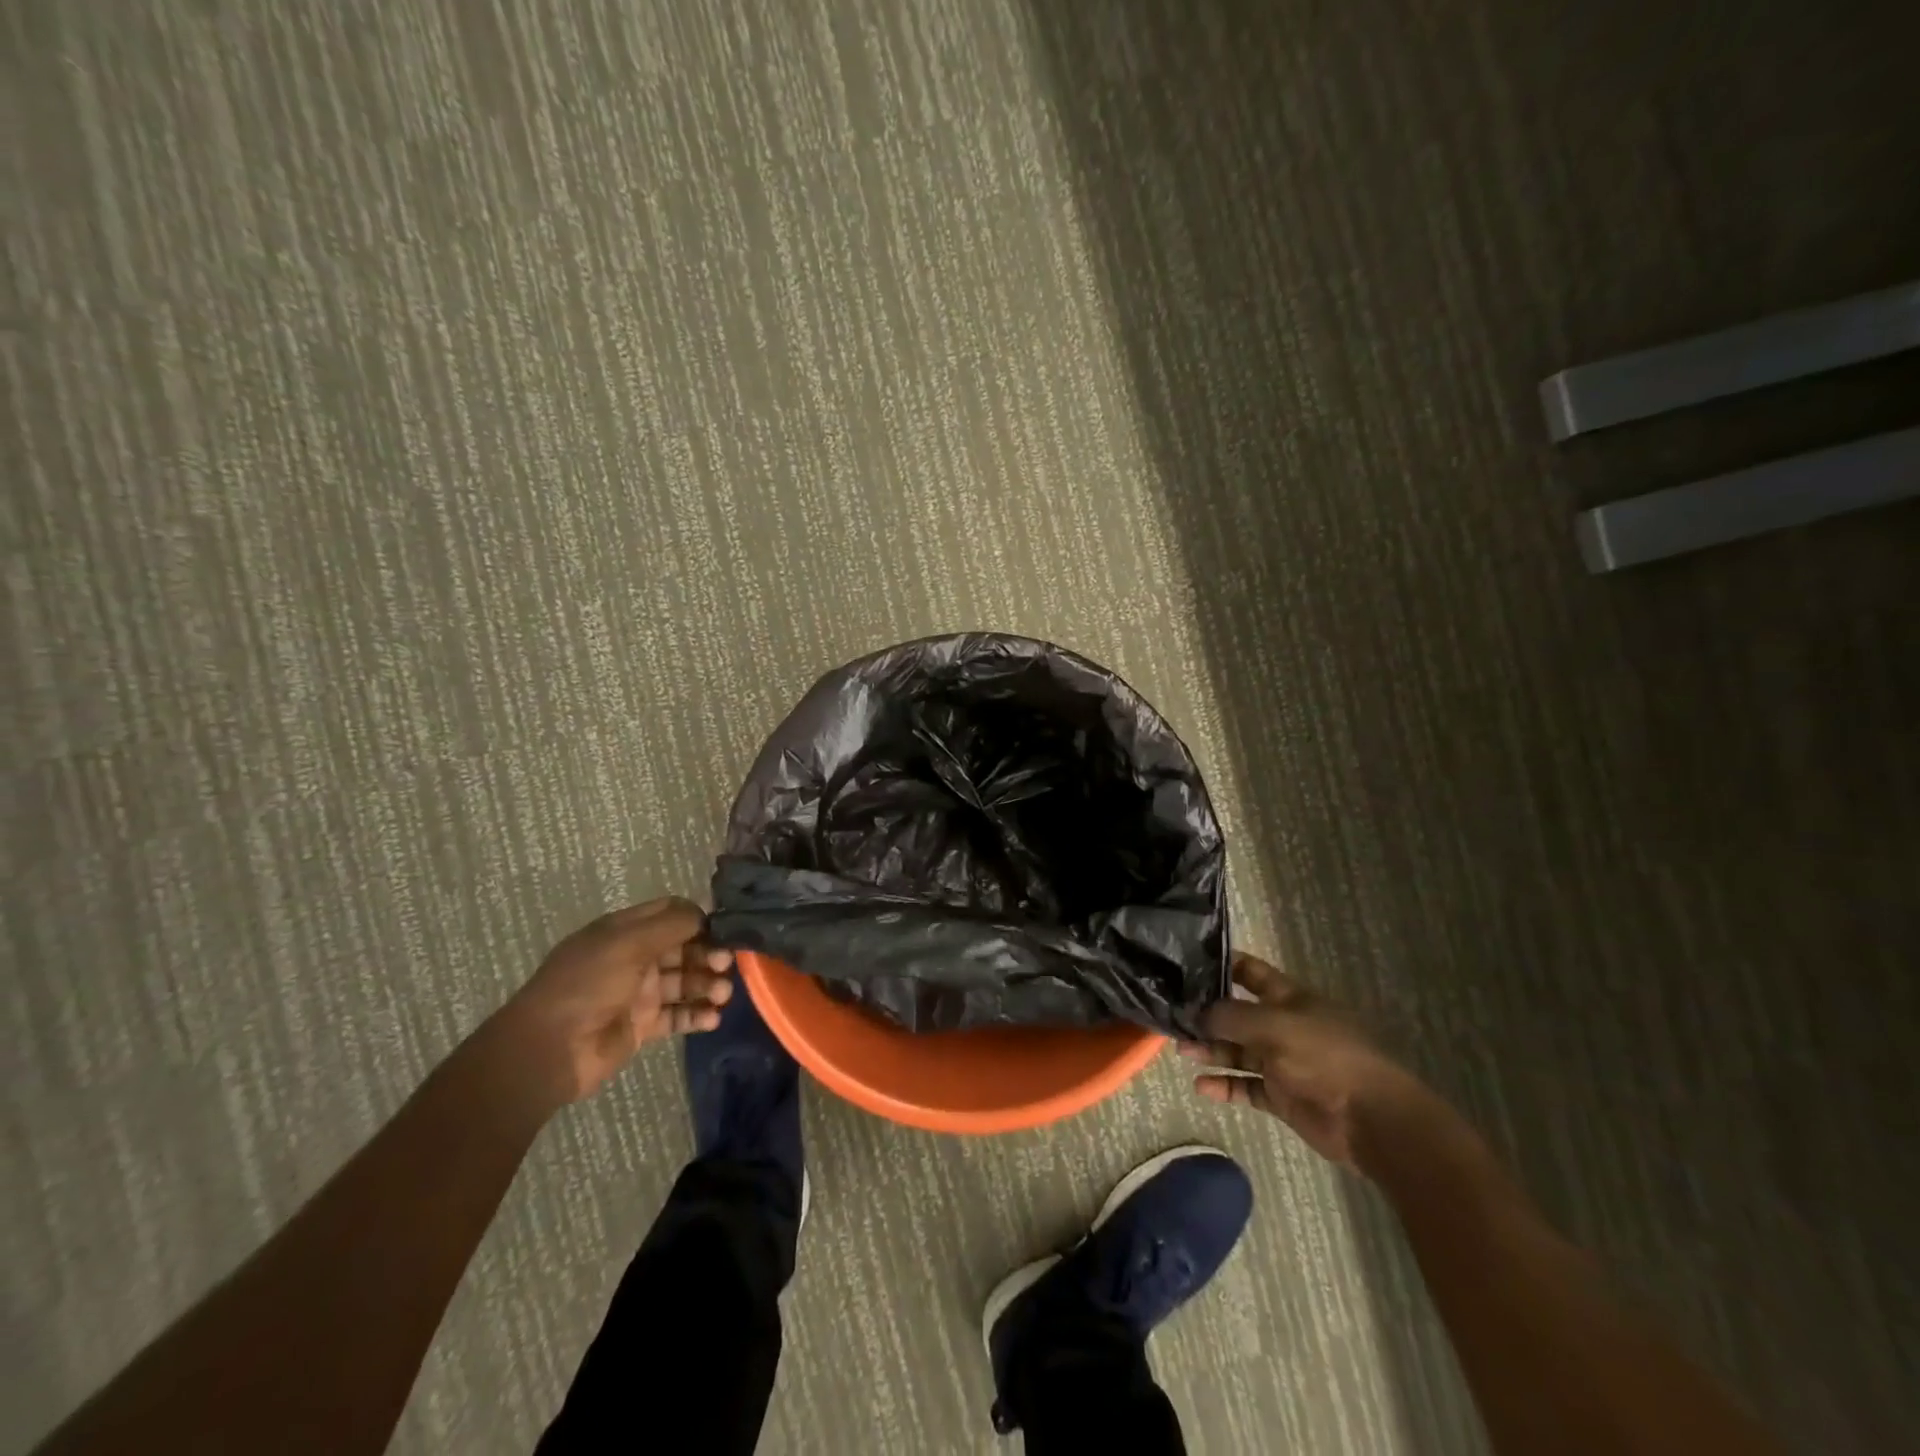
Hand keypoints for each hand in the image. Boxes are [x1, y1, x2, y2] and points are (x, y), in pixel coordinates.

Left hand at [500, 898, 733, 1105]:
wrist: (548, 1051)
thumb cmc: (587, 985)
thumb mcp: (628, 943)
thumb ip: (671, 925)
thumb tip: (706, 915)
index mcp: (624, 931)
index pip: (671, 914)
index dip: (698, 919)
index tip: (723, 929)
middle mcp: (634, 958)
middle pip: (683, 948)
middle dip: (708, 953)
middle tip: (726, 965)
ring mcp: (638, 993)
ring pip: (684, 982)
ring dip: (707, 985)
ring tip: (722, 995)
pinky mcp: (642, 1027)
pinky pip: (678, 1015)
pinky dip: (697, 1015)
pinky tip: (713, 1019)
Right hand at [1184, 951, 1433, 1171]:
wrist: (1370, 1118)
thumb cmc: (1323, 1056)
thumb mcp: (1273, 1025)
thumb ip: (1230, 1016)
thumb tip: (1196, 1011)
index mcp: (1289, 999)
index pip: (1250, 972)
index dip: (1221, 965)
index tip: (1186, 963)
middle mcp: (1283, 1026)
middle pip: (1238, 1014)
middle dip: (1207, 1014)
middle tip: (1171, 1013)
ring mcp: (1282, 1062)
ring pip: (1238, 1051)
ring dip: (1210, 1050)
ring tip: (1180, 1049)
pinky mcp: (1282, 1096)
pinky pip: (1246, 1086)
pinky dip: (1224, 1086)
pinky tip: (1200, 1086)